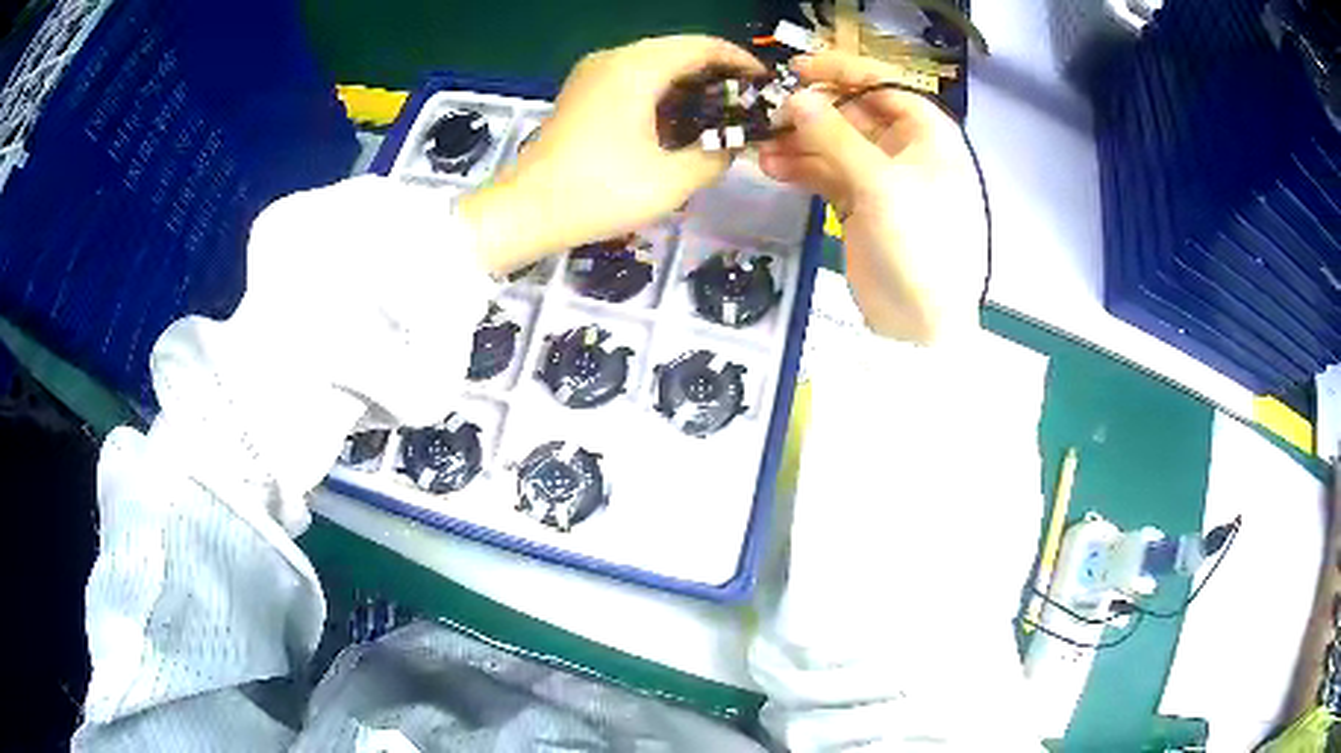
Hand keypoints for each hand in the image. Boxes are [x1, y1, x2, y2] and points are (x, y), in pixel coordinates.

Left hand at [460, 36, 763, 273]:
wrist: (527, 211)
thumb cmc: (600, 192)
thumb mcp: (672, 180)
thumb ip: (715, 156)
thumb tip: (734, 145)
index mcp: (638, 67)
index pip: (702, 46)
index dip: (739, 61)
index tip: (765, 85)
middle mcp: (614, 58)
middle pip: (679, 49)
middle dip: (717, 72)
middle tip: (746, 103)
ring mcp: (593, 72)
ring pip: (655, 62)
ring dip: (689, 81)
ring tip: (719, 112)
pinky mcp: (582, 91)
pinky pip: (633, 76)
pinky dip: (662, 90)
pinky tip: (679, 119)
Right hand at [757, 52, 986, 344]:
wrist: (921, 321)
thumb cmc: (919, 243)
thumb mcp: (880, 184)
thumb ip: (835, 136)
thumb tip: (795, 97)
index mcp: (927, 134)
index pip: (882, 85)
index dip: (841, 71)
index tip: (797, 69)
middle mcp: (905, 148)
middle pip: (852, 113)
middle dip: (811, 113)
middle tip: (769, 114)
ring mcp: (881, 176)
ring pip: (834, 144)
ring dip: (799, 142)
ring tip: (760, 145)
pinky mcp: (860, 203)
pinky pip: (826, 173)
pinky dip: (801, 168)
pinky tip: (772, 167)